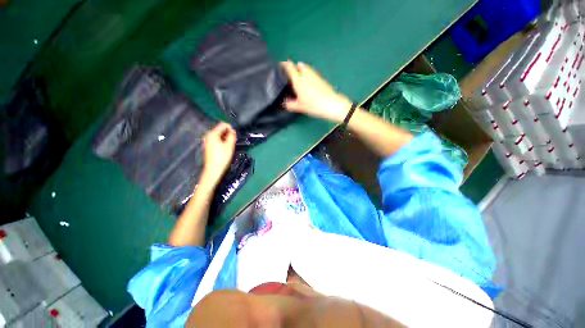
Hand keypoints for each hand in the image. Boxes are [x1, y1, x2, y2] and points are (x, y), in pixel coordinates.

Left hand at [200, 122, 236, 186]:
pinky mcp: (208, 147)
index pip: (223, 125)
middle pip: (220, 130)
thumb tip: (233, 131)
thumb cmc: (222, 158)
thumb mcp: (229, 146)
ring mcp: (207, 141)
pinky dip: (222, 142)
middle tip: (233, 142)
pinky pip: (216, 140)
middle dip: (228, 133)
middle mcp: (208, 136)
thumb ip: (232, 136)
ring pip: (219, 135)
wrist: (213, 170)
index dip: (231, 128)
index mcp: (212, 134)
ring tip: (230, 146)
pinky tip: (225, 149)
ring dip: (225, 138)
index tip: (235, 135)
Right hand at [281, 61, 352, 122]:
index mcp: (298, 80)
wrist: (331, 104)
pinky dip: (307, 73)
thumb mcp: (300, 107)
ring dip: (301, 69)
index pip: (289, 67)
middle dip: (293, 67)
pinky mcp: (321, 78)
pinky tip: (308, 81)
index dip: (284, 64)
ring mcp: (314, 75)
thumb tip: (284, 103)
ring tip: (298, 76)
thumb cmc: (313, 105)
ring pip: (306, 67)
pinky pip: (312, 72)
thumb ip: (290, 104)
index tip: (279, 66)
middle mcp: (306, 74)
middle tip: (289, 73)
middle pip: (298, 65)